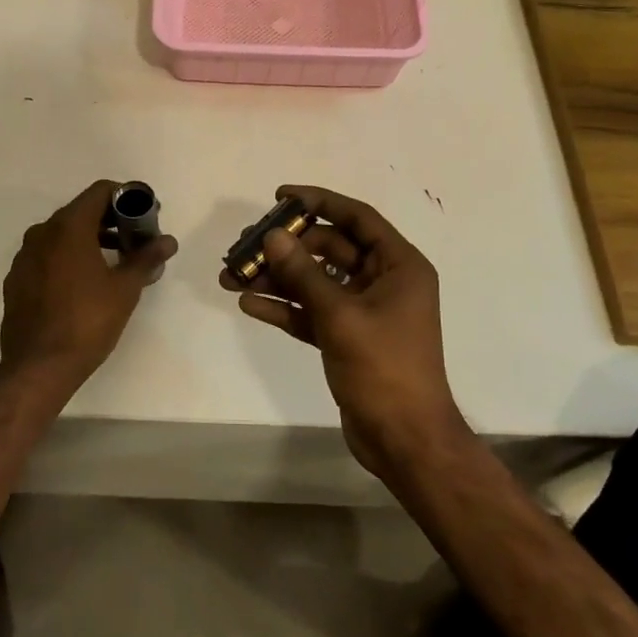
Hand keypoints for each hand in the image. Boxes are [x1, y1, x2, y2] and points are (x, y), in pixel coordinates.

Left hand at [0, 181, 177, 395]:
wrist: (38, 367)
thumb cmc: (87, 322)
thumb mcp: (125, 289)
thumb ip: (146, 258)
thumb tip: (168, 241)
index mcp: (68, 227)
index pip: (100, 191)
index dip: (126, 197)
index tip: (145, 215)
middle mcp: (42, 233)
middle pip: (81, 211)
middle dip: (111, 220)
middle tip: (135, 240)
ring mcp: (25, 257)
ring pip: (62, 235)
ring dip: (90, 239)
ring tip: (115, 262)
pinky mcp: (17, 280)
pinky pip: (47, 256)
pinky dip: (68, 258)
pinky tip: (84, 284)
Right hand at [221, 185, 466, 479]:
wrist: (405, 441)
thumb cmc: (383, 368)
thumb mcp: (340, 316)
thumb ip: (304, 274)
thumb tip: (271, 236)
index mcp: (399, 265)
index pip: (357, 217)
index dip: (319, 201)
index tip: (279, 196)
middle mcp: (383, 281)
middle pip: (329, 248)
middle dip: (286, 248)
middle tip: (245, 246)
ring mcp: (365, 310)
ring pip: (315, 281)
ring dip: (277, 278)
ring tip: (232, 277)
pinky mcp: (347, 337)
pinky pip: (312, 312)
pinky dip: (285, 307)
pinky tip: (250, 304)